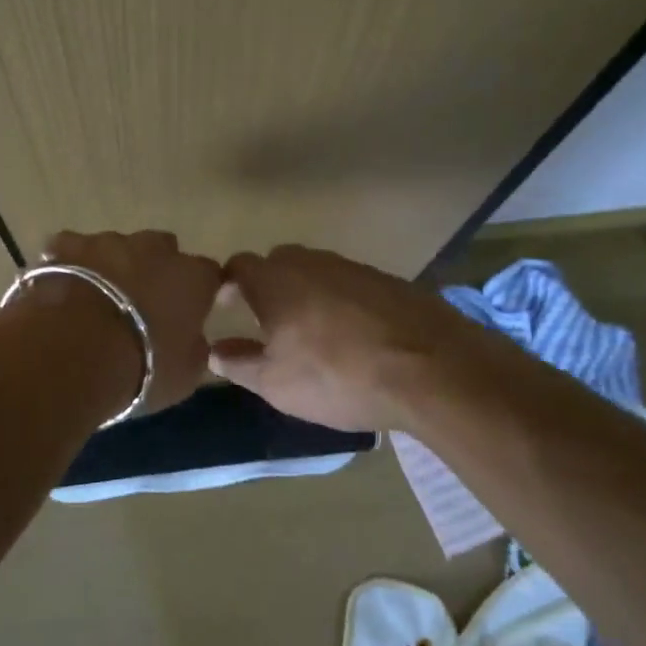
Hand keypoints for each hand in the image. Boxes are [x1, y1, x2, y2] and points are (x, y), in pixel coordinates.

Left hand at [40, 230, 223, 413]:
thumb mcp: (184, 375)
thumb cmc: (140, 368)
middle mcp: (153, 248)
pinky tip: (61, 288)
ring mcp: (106, 241)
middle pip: (161, 250)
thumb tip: (191, 340)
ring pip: (115, 247)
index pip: (207, 274)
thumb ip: (194, 348)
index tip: (188, 313)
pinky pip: (71, 248)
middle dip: (154, 271)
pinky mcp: (65, 244)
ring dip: (111, 267)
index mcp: (191, 277)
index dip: (198, 291)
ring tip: (95, 302)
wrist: (72, 354)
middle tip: (139, 305)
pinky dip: (69, 264)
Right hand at [209, 244, 471, 431]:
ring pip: (317, 271)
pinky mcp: (389, 280)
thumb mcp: (275, 383)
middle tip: (266, 320)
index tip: (224, 307)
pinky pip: (350, 284)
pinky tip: (353, 334)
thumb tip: (215, 351)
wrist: (431, 370)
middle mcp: (312, 262)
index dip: (227, 284)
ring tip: (311, 330)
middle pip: (279, 263)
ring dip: (306, 293)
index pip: (239, 266)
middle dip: (267, 285)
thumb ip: (239, 363)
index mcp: (276, 280)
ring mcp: (354, 268)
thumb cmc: (337, 376)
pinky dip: (342, 302)